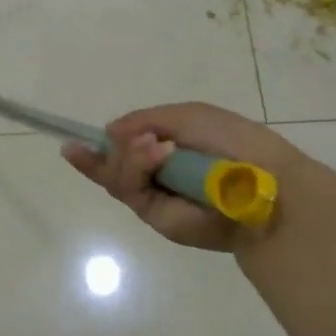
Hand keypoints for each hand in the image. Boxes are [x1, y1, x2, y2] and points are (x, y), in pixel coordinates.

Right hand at [62, 102, 335, 252]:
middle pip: (114, 165)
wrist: (264, 182)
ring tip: (156, 147)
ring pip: (118, 177)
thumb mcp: (187, 117)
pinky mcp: (159, 219)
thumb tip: (108, 132)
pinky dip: (138, 167)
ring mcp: (157, 200)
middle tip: (141, 138)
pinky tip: (155, 153)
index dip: (98, 148)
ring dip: (131, 156)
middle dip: (118, 149)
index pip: (125, 149)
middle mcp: (158, 177)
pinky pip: (132, 191)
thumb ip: (145, 120)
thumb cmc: (234, 142)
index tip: (71, 143)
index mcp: (168, 151)